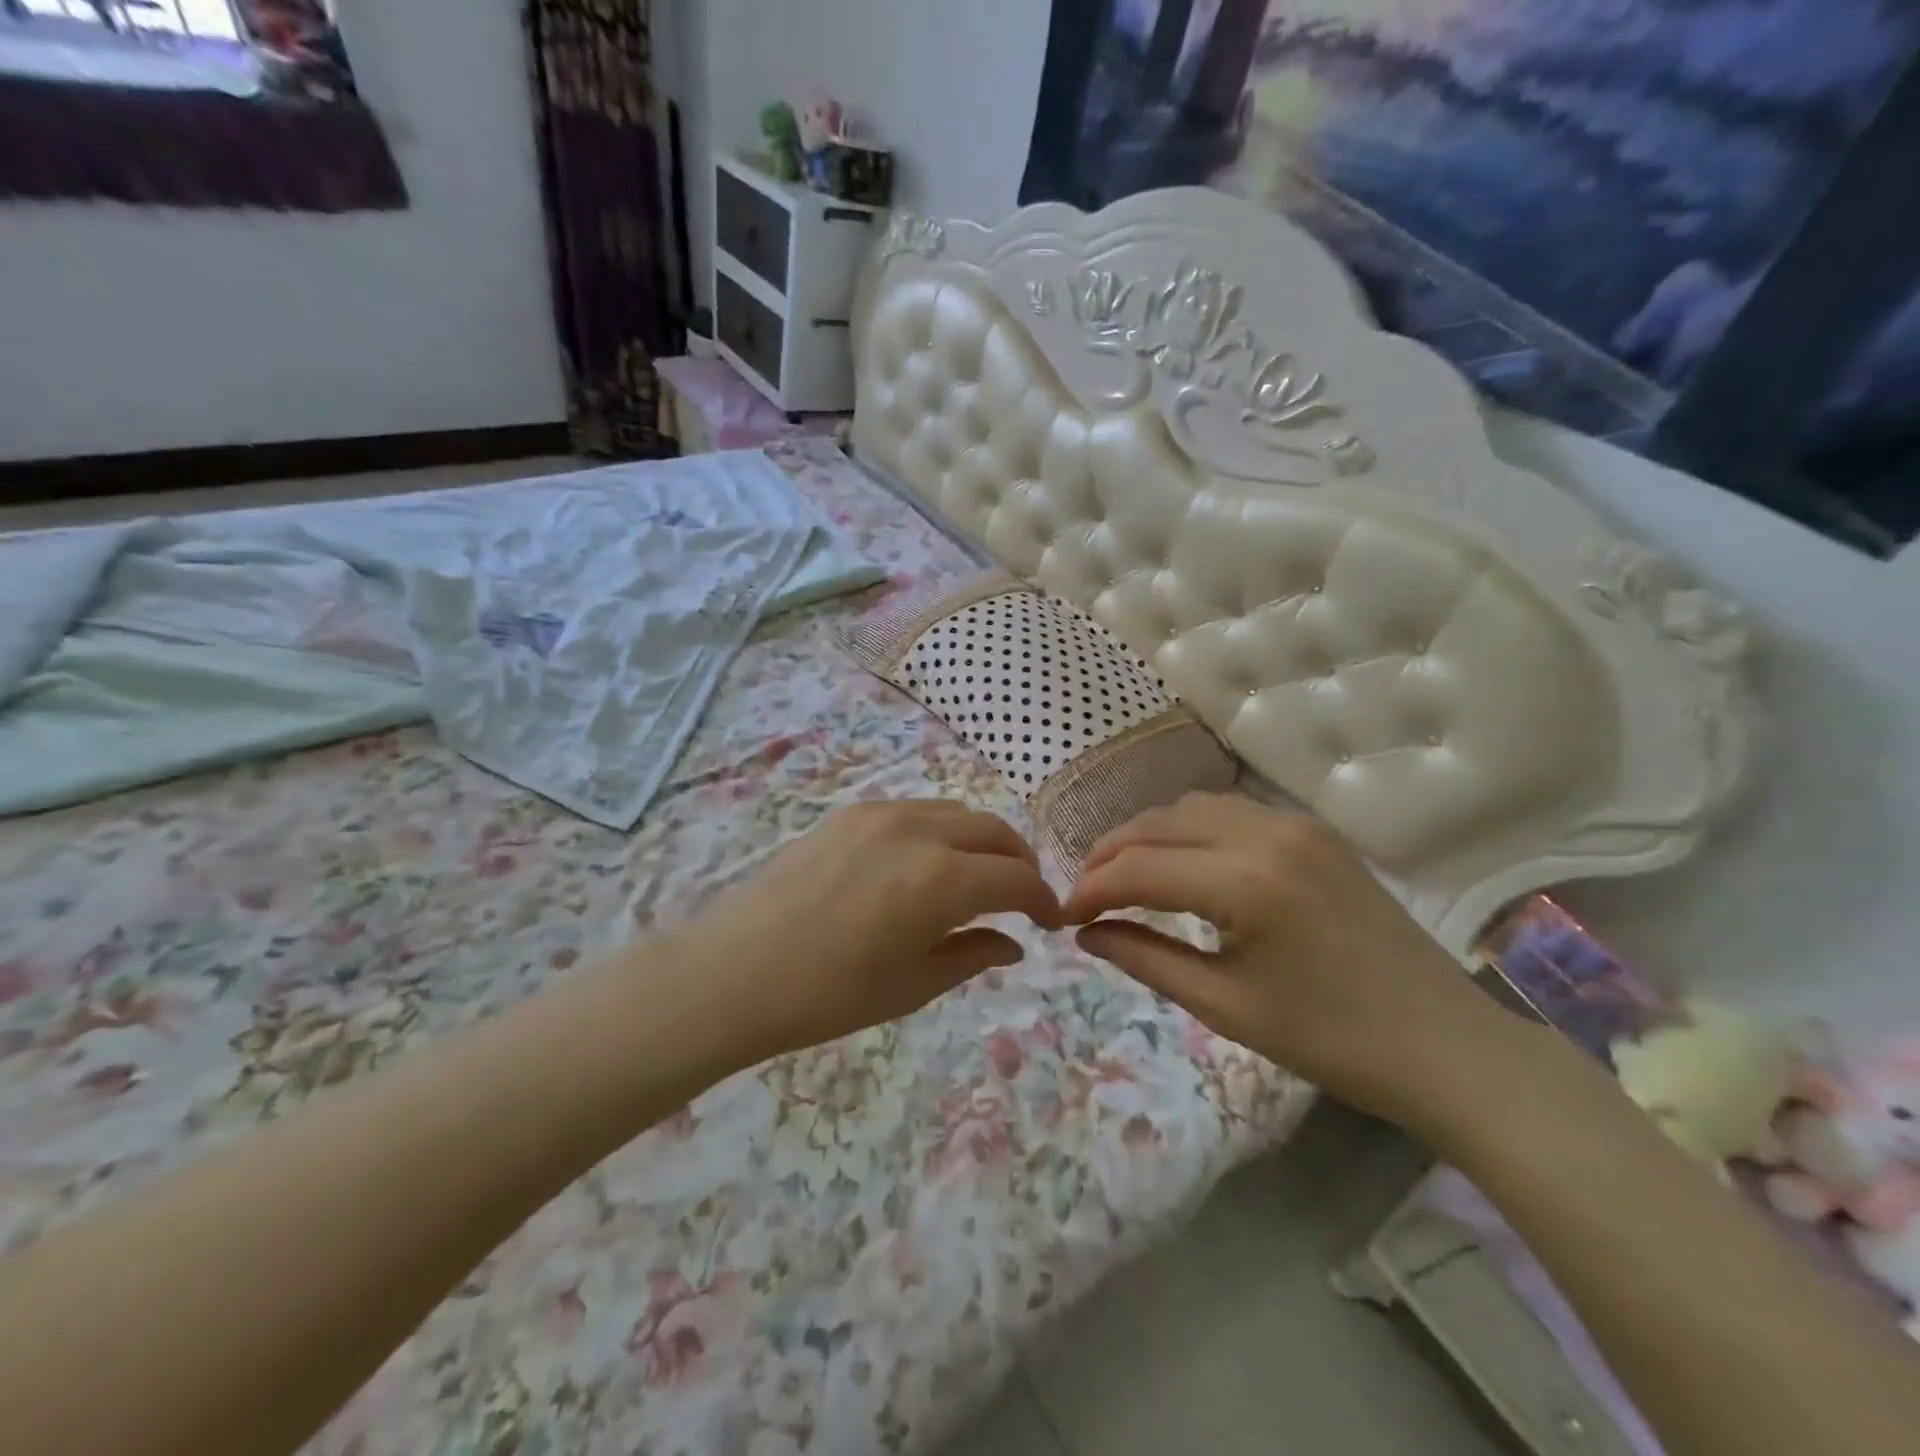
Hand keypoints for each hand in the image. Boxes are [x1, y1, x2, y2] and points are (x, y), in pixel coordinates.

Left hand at [668, 800, 1061, 1060]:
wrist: (737, 969)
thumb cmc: (830, 993)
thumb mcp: (914, 984)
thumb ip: (974, 955)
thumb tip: (1014, 943)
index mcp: (942, 879)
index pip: (1016, 878)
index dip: (1042, 899)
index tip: (1049, 921)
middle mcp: (920, 830)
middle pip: (994, 831)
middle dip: (1019, 862)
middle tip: (1022, 897)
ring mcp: (882, 813)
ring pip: (957, 812)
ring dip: (982, 841)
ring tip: (979, 877)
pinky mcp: (851, 812)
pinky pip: (917, 810)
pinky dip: (942, 831)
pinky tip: (928, 863)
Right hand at [1064, 793, 1508, 1127]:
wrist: (1448, 1045)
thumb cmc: (1334, 1041)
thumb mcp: (1226, 1006)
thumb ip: (1145, 959)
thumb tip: (1086, 933)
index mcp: (1247, 882)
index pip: (1139, 869)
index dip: (1091, 890)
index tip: (1061, 917)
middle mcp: (1267, 833)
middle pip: (1158, 823)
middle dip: (1110, 854)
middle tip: (1084, 895)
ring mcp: (1295, 825)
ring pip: (1191, 808)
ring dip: (1147, 836)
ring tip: (1122, 876)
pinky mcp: (1313, 831)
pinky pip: (1229, 812)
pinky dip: (1187, 830)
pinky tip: (1179, 863)